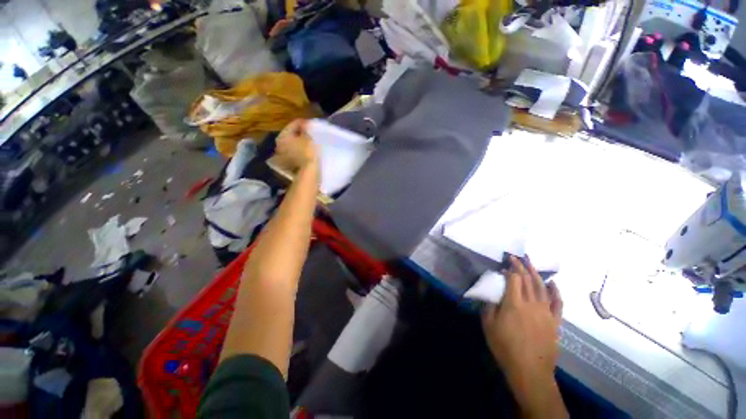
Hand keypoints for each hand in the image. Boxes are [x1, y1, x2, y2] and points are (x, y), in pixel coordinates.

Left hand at [275, 119, 317, 171]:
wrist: (309, 172)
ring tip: (311, 142)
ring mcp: (283, 156)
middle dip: (301, 133)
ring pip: (293, 144)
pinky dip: (301, 151)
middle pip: (292, 135)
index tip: (313, 124)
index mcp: (282, 136)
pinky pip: (296, 153)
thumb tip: (305, 124)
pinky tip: (308, 151)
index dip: (304, 123)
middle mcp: (279, 145)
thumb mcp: (309, 137)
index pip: (294, 124)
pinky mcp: (289, 164)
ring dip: (301, 143)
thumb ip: (306, 129)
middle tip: (312, 133)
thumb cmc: (308, 152)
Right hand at [482, 255, 566, 417]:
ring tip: (530, 262)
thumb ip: (489, 306)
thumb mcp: (488, 325)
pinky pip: (557, 303)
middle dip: (521, 265)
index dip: (509, 269)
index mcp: (514, 304)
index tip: (505, 263)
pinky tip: (553, 283)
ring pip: (542, 287)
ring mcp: (546, 312)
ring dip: (536, 273)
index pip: (513, 279)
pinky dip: (556, 291)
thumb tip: (491, 294)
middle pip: (528, 279)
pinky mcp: (555, 321)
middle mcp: (532, 304)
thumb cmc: (505, 347)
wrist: (530, 371)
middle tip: (516, 256)